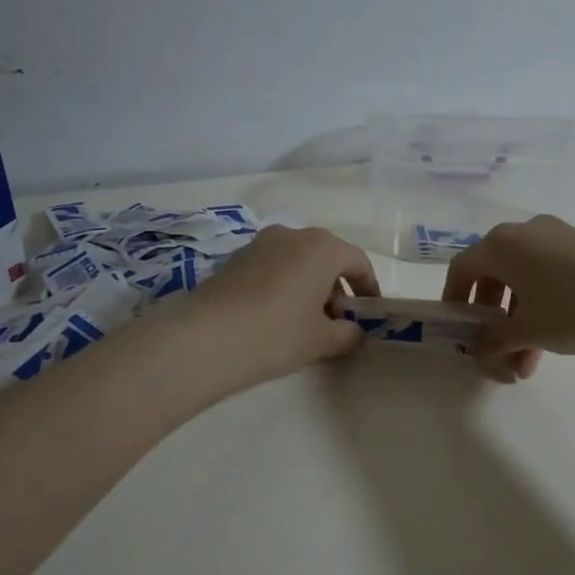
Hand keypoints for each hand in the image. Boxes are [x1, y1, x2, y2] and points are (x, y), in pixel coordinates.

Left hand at [187, 225, 380, 386]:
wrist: (205, 337)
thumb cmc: (277, 333)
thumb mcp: (321, 340)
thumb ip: (347, 334)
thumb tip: (355, 332)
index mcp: (323, 247)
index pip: (357, 261)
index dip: (368, 287)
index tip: (368, 313)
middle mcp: (293, 235)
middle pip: (326, 256)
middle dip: (337, 286)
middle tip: (338, 319)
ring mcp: (260, 243)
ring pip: (297, 260)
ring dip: (308, 284)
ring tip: (306, 320)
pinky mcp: (235, 258)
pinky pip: (272, 267)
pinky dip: (283, 285)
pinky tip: (276, 316)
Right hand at [442, 216, 574, 381]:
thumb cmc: (570, 310)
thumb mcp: (526, 331)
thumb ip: (494, 341)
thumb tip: (481, 351)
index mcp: (500, 244)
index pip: (463, 268)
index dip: (454, 299)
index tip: (458, 327)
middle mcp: (524, 232)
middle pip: (494, 273)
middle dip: (493, 317)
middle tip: (497, 348)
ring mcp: (556, 235)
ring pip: (523, 277)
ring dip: (519, 318)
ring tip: (528, 361)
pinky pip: (547, 273)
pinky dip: (541, 303)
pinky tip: (553, 339)